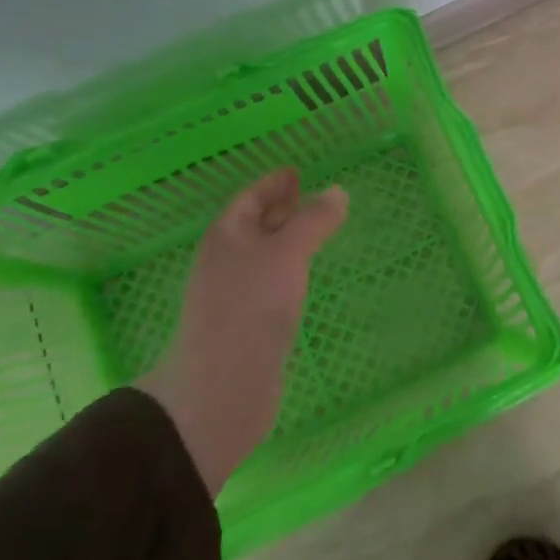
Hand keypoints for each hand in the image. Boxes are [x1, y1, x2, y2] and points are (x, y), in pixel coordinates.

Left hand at [138, 169, 347, 495]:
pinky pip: (269, 284)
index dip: (273, 183)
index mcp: (226, 236)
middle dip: (279, 210)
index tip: (296, 172)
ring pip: (262, 256)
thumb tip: (337, 192)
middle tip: (310, 198)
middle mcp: (225, 261)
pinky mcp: (246, 325)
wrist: (222, 387)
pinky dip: (288, 271)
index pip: (249, 198)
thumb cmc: (250, 307)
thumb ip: (313, 221)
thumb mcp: (287, 254)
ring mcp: (233, 295)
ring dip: (285, 241)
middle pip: (252, 226)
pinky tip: (304, 279)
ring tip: (314, 234)